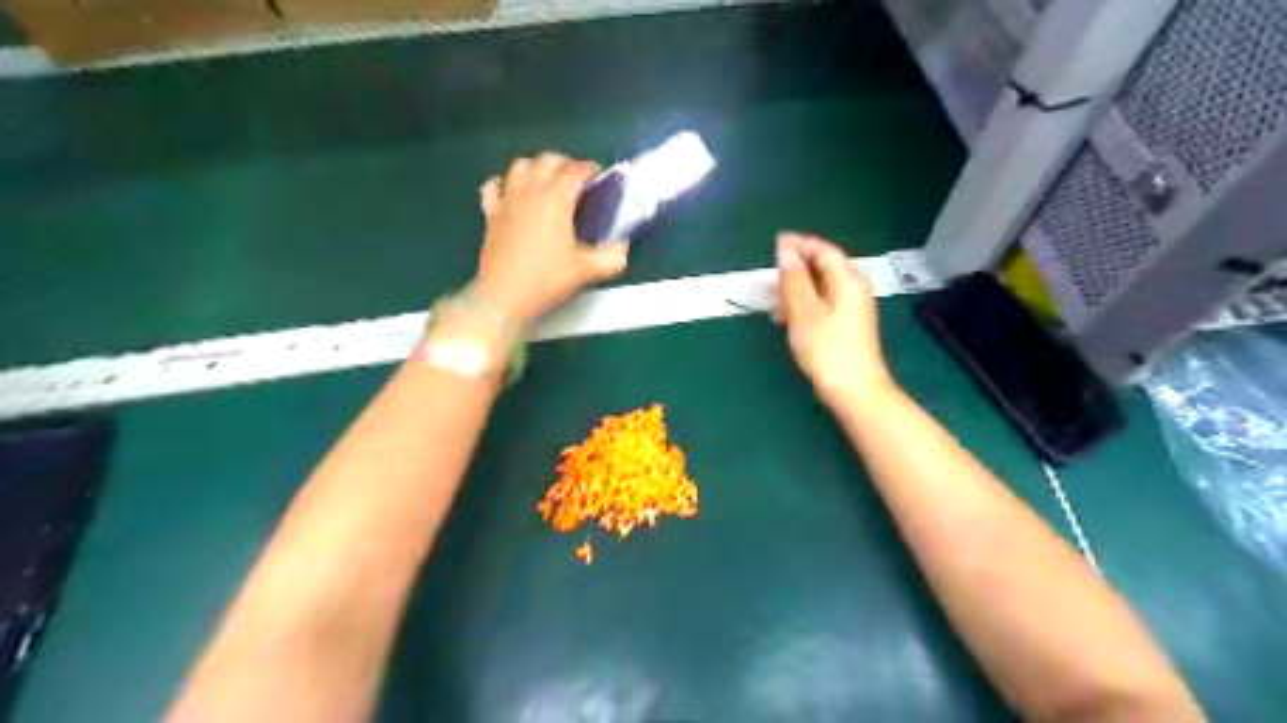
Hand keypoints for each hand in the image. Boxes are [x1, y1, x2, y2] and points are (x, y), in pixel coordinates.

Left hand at [474, 151, 632, 320]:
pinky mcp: (491, 215)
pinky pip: (493, 187)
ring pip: (520, 166)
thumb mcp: (587, 271)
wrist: (505, 297)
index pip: (575, 170)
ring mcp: (507, 201)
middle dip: (565, 164)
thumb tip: (622, 248)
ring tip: (546, 182)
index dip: (590, 169)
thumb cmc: (547, 280)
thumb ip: (612, 258)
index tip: (599, 177)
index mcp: (557, 199)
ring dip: (536, 168)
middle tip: (576, 180)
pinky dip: (504, 184)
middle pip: (547, 160)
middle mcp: (531, 192)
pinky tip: (512, 194)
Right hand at [774, 235, 896, 409]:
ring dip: (797, 288)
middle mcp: (854, 288)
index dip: (799, 244)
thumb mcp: (804, 310)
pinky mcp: (847, 325)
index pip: (823, 250)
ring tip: (773, 300)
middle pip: (823, 266)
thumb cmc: (827, 349)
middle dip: (796, 267)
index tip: (774, 245)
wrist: (854, 390)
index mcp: (847, 279)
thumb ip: (794, 278)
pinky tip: (787, 317)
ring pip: (821, 286)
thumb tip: (786, 248)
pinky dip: (804, 303)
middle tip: (770, 276)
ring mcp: (852, 308)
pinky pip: (823, 303)